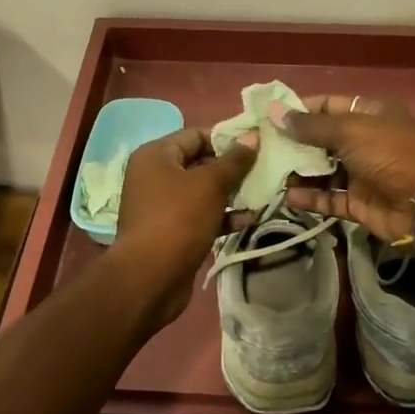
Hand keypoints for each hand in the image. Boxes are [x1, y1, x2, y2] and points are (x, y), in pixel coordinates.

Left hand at [114, 126, 257, 323]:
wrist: (150, 278)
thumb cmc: (178, 219)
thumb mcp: (211, 184)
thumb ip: (234, 160)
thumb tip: (252, 137)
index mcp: (156, 155)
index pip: (196, 135)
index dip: (226, 139)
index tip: (256, 147)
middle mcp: (154, 176)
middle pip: (199, 162)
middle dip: (231, 169)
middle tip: (263, 171)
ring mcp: (161, 205)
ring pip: (202, 191)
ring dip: (230, 194)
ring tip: (261, 194)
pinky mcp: (171, 231)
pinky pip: (200, 215)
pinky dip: (221, 216)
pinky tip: (247, 220)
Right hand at [279, 96, 414, 245]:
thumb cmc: (391, 154)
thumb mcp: (350, 131)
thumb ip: (310, 126)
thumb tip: (273, 112)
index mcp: (368, 114)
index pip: (327, 106)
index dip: (298, 110)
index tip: (267, 116)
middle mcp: (364, 141)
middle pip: (321, 139)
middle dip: (291, 143)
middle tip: (257, 147)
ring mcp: (362, 174)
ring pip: (322, 170)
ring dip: (297, 172)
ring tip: (265, 172)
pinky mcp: (359, 204)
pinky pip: (328, 198)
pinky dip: (309, 198)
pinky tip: (285, 196)